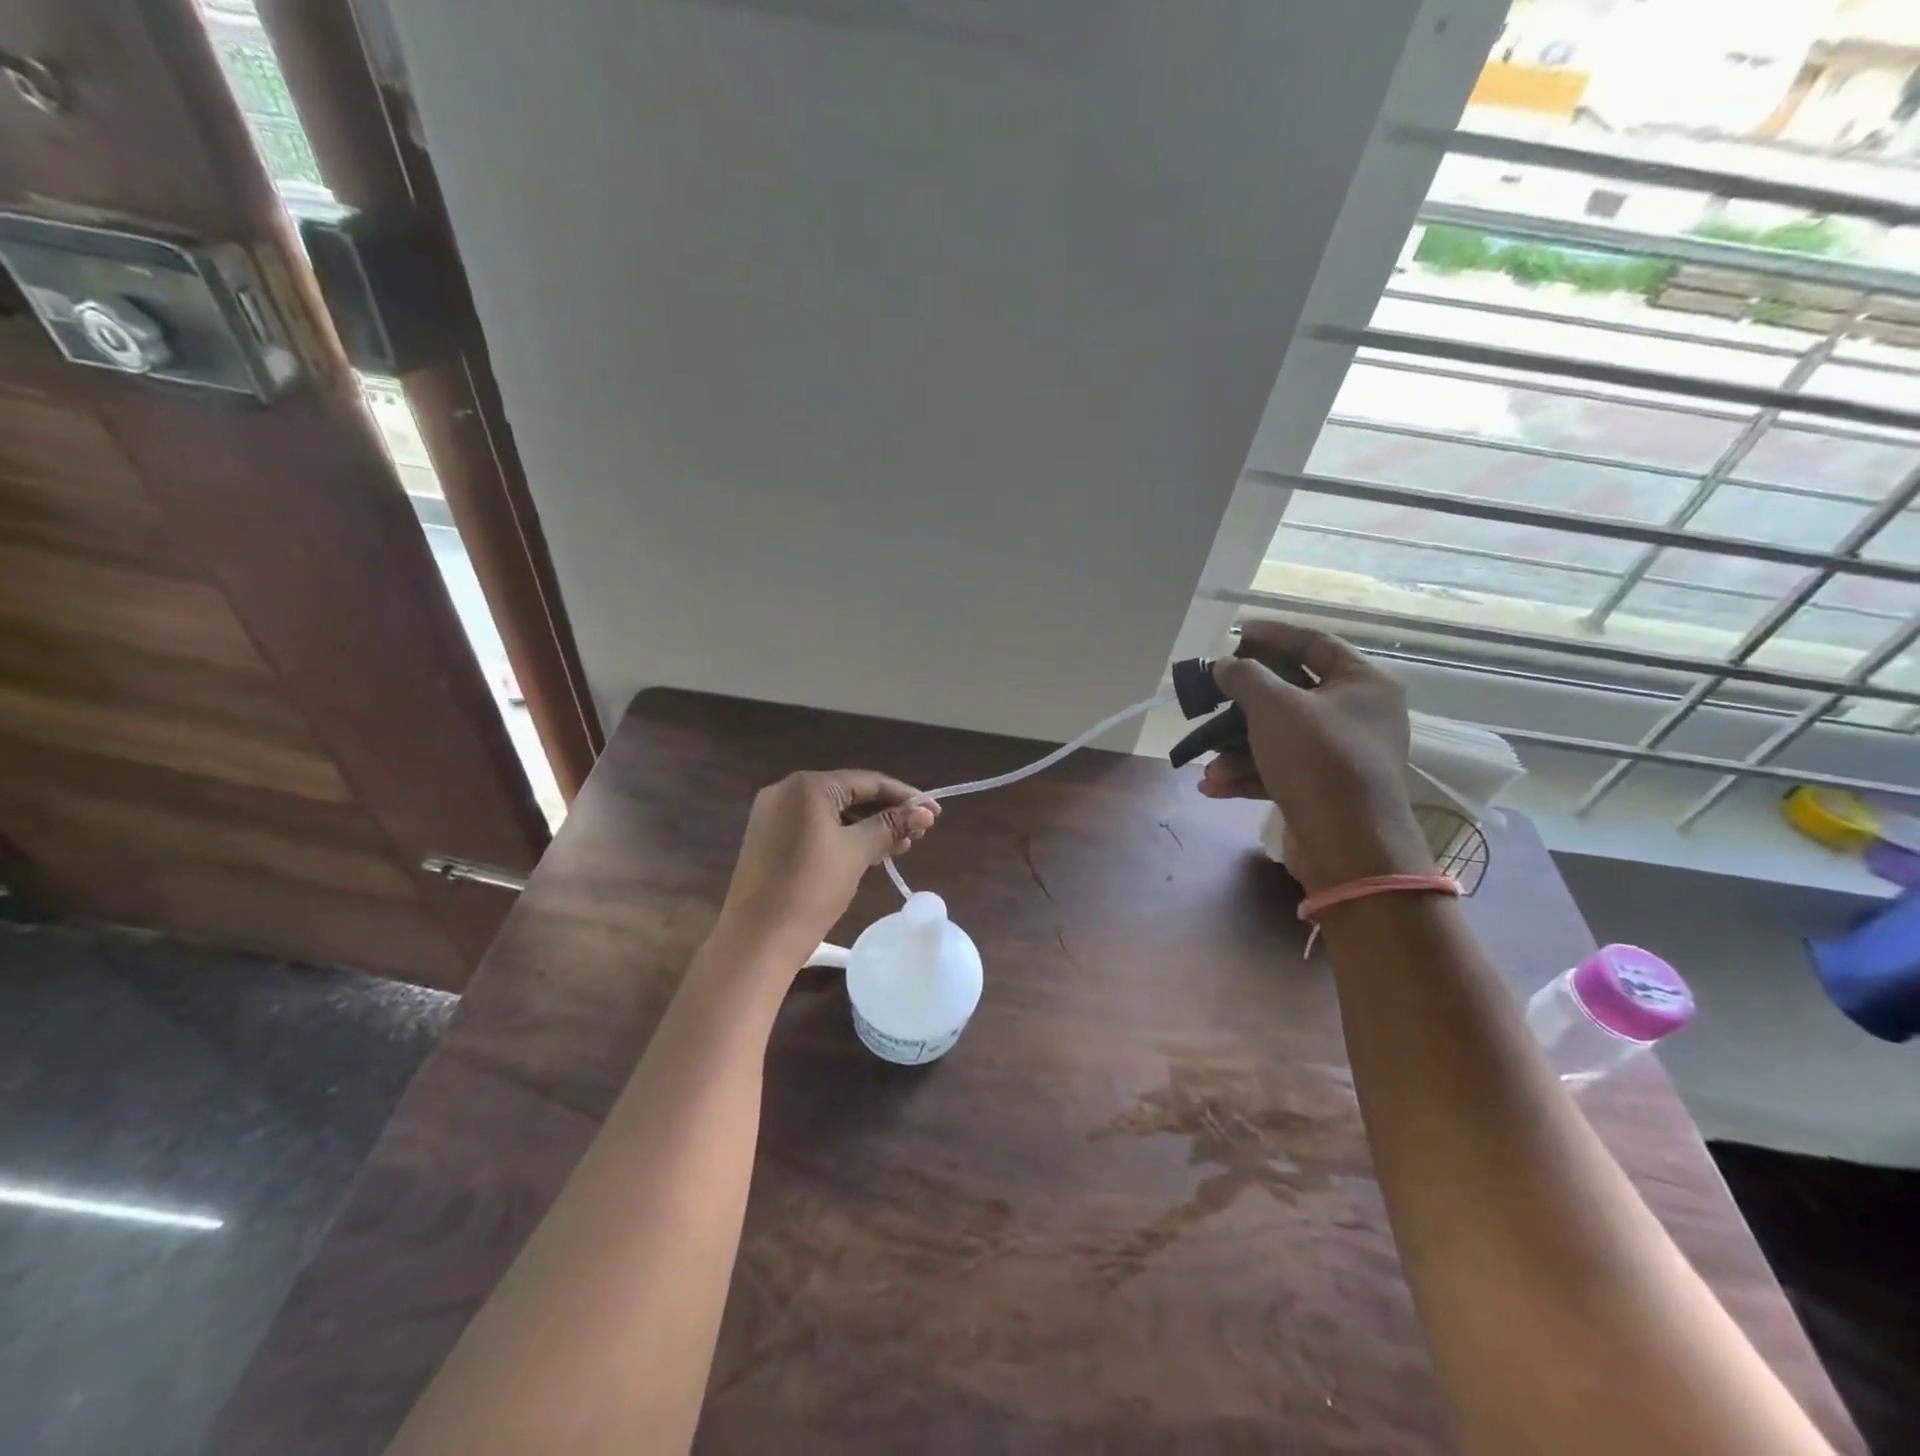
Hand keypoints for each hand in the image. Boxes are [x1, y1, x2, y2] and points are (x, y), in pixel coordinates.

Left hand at [716, 770, 936, 964]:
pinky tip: (867, 853)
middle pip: (849, 794)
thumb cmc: (810, 889)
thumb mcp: (856, 853)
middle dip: (886, 813)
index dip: (905, 795)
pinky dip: (843, 837)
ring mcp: (773, 815)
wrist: (757, 940)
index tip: (935, 812)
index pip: (867, 781)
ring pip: (832, 813)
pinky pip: (814, 828)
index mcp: (806, 786)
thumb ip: (891, 826)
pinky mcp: (768, 839)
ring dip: (866, 827)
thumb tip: (926, 812)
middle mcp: (786, 791)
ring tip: (899, 848)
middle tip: (919, 834)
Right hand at [1197, 619, 1429, 893]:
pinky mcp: (1325, 789)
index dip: (1272, 634)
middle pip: (1290, 694)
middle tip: (1210, 700)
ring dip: (1236, 750)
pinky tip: (1214, 787)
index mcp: (1362, 683)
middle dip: (1241, 706)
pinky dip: (1248, 775)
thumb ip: (1244, 677)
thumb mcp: (1274, 707)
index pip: (1313, 643)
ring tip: (1207, 767)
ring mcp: (1342, 755)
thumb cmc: (1318, 759)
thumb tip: (1224, 665)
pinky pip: (1280, 770)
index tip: (1235, 633)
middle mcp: (1358, 715)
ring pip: (1278, 738)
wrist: (1350, 844)